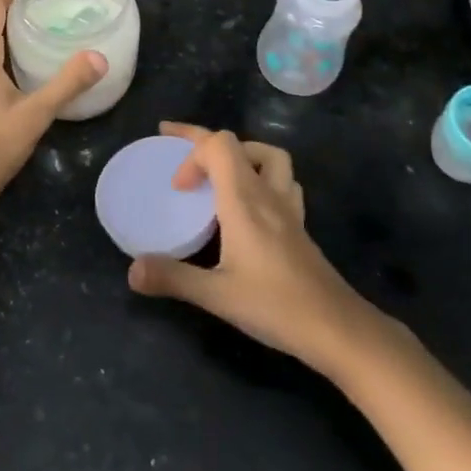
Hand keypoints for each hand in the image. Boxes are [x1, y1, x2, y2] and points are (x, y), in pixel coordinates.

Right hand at [128, 123, 380, 372]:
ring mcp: (288, 208)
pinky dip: (261, 178)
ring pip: (269, 157)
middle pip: (238, 144)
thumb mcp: (217, 296)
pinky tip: (251, 205)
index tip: (177, 187)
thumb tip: (131, 270)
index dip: (191, 152)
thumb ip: (173, 278)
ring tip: (218, 173)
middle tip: (176, 147)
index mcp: (244, 200)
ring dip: (240, 154)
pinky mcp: (299, 225)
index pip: (219, 144)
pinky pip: (282, 181)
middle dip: (203, 141)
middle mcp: (267, 194)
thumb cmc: (277, 306)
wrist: (339, 329)